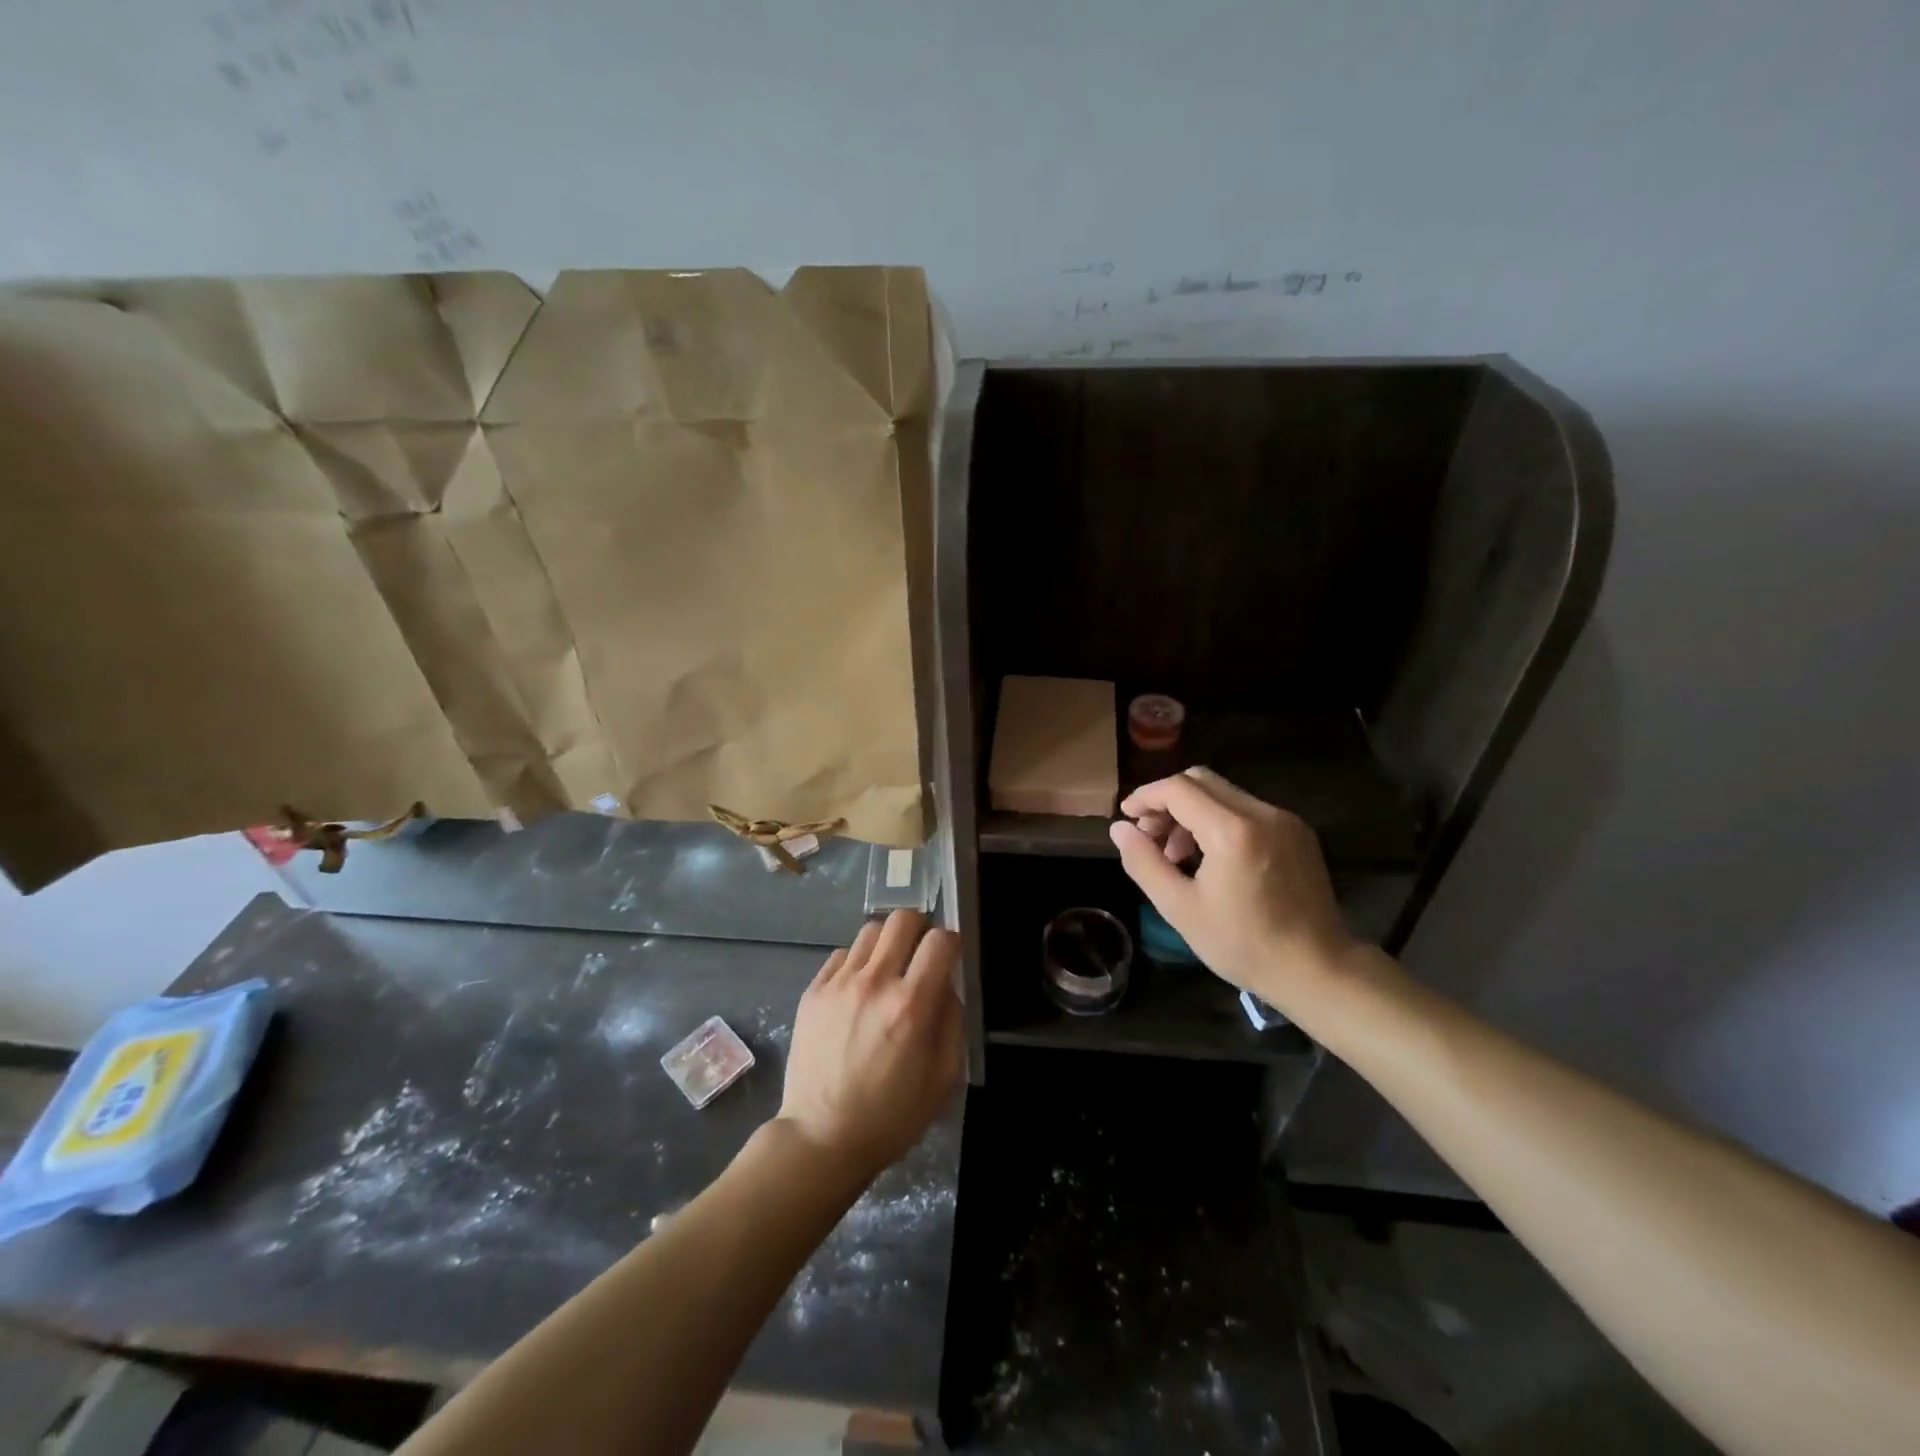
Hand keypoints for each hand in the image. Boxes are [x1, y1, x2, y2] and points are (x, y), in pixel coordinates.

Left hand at [778, 910, 963, 1184]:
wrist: (821, 1138)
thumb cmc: (891, 1116)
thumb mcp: (942, 1079)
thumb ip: (952, 1022)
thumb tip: (947, 985)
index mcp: (910, 1006)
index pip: (939, 941)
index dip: (951, 943)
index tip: (949, 958)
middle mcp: (874, 983)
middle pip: (902, 919)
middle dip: (919, 928)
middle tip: (919, 953)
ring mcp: (839, 984)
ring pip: (870, 930)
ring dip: (886, 944)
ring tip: (887, 971)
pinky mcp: (813, 992)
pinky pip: (842, 954)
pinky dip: (857, 963)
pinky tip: (858, 991)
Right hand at [1108, 767, 1358, 1010]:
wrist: (1318, 970)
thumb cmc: (1244, 945)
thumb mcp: (1180, 908)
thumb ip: (1144, 862)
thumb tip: (1119, 829)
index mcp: (1233, 830)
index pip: (1178, 788)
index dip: (1145, 796)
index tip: (1126, 818)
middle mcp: (1263, 813)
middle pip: (1202, 781)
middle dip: (1167, 801)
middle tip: (1149, 835)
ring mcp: (1285, 820)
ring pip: (1224, 794)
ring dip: (1192, 811)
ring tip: (1177, 854)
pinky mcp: (1298, 833)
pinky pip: (1247, 810)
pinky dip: (1219, 821)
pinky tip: (1211, 857)